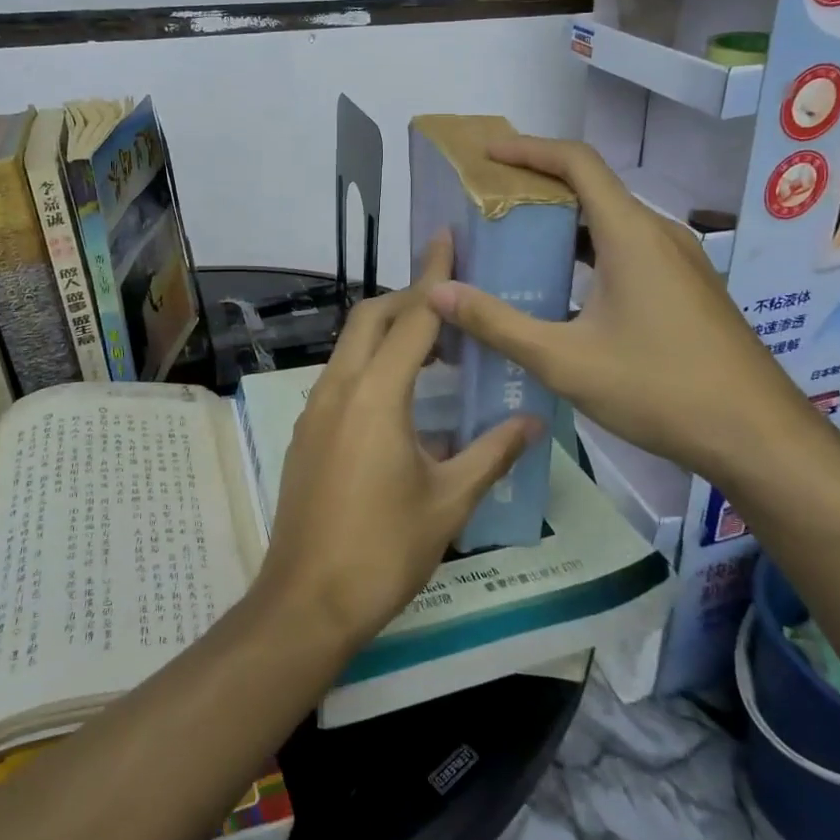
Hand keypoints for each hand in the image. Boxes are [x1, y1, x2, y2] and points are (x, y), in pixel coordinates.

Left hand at [256, 232, 536, 652]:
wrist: (306, 601)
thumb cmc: (384, 550)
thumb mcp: (449, 502)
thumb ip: (491, 453)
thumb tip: (532, 421)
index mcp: (376, 395)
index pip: (412, 319)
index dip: (434, 277)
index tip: (447, 238)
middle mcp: (339, 388)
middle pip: (371, 319)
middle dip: (408, 298)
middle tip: (451, 302)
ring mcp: (315, 409)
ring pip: (352, 346)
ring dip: (389, 332)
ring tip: (435, 347)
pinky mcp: (307, 431)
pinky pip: (342, 376)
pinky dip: (372, 364)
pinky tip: (402, 397)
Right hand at [426, 135, 820, 487]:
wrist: (760, 437)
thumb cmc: (660, 390)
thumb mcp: (565, 360)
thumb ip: (497, 324)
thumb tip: (440, 293)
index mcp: (631, 234)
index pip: (577, 162)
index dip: (529, 149)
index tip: (488, 156)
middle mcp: (659, 234)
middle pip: (594, 187)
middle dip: (539, 186)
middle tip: (490, 203)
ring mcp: (680, 261)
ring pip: (612, 222)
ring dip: (565, 223)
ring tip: (517, 242)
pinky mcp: (688, 288)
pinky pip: (630, 249)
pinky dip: (590, 251)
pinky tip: (565, 288)